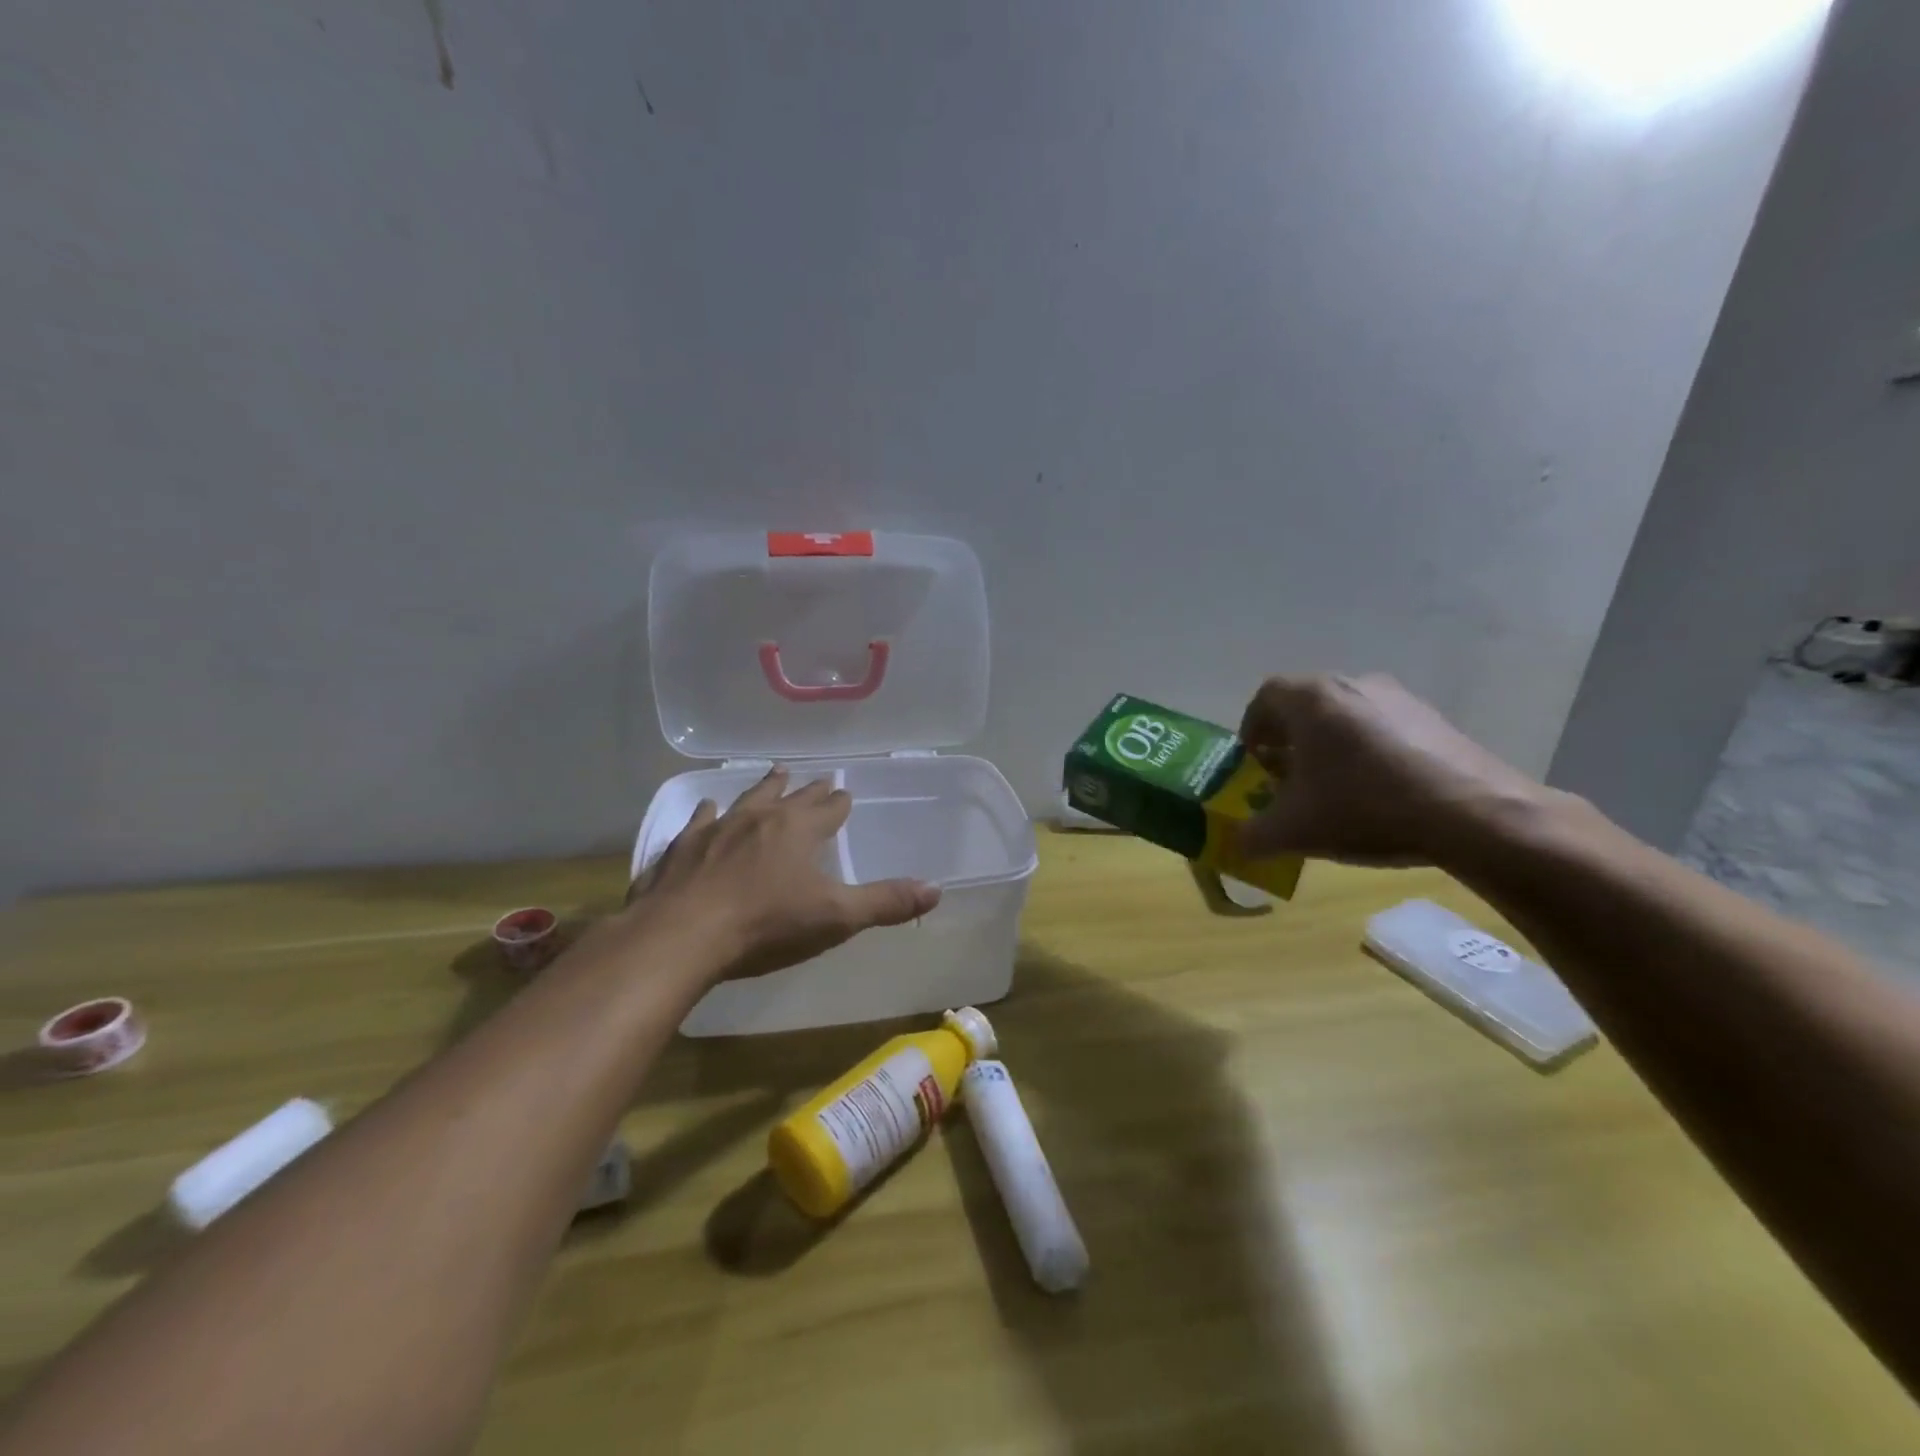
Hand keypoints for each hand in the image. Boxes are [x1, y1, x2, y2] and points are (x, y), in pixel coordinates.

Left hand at [627, 767, 940, 980]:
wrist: (682, 936)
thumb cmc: (766, 925)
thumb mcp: (836, 917)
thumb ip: (886, 902)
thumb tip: (936, 889)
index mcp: (798, 830)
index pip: (827, 810)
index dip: (839, 803)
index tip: (845, 793)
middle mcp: (759, 819)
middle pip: (789, 796)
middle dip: (807, 789)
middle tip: (817, 777)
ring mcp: (716, 829)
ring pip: (746, 799)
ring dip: (763, 787)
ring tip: (774, 773)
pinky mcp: (681, 848)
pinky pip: (699, 821)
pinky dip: (707, 813)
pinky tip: (707, 808)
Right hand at [1237, 673, 1547, 867]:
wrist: (1474, 814)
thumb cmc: (1365, 806)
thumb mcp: (1294, 831)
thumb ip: (1254, 836)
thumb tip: (1238, 844)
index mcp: (1310, 698)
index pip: (1265, 697)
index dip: (1252, 728)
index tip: (1253, 761)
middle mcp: (1351, 684)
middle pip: (1306, 704)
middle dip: (1290, 739)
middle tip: (1287, 776)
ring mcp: (1398, 697)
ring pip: (1345, 715)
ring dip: (1330, 744)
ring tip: (1333, 787)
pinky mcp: (1434, 718)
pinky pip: (1383, 726)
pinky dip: (1368, 751)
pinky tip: (1378, 791)